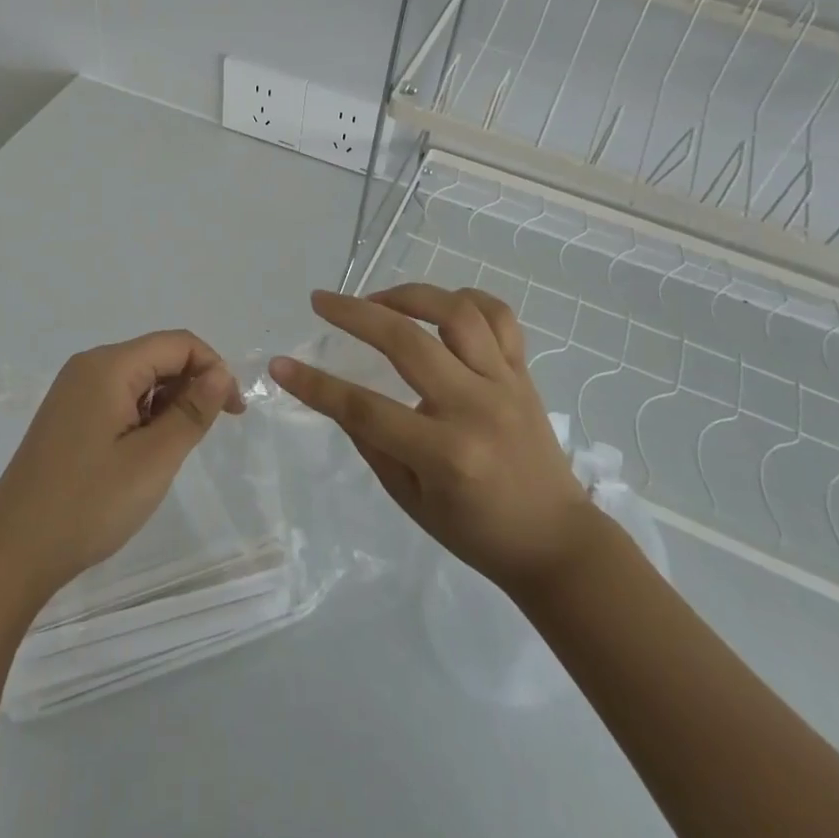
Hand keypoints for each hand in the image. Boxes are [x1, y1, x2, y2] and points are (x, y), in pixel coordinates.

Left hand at [0, 331, 243, 603]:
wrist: (11, 551)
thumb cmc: (89, 503)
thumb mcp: (154, 459)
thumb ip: (192, 410)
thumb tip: (220, 372)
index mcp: (108, 365)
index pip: (178, 343)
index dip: (213, 368)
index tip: (233, 413)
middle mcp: (89, 366)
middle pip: (157, 356)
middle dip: (190, 386)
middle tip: (202, 437)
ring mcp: (73, 391)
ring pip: (138, 379)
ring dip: (166, 405)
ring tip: (168, 453)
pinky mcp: (67, 416)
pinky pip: (117, 398)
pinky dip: (142, 417)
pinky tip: (141, 455)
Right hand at [270, 284, 592, 588]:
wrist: (557, 542)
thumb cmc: (477, 532)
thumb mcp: (411, 500)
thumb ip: (373, 444)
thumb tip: (339, 398)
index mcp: (445, 453)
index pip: (365, 409)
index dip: (316, 386)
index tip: (281, 365)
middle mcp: (476, 407)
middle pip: (407, 343)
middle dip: (355, 314)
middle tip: (322, 301)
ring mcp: (505, 384)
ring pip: (456, 313)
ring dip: (408, 295)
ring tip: (377, 299)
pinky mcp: (524, 373)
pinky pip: (499, 317)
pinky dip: (465, 299)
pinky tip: (437, 304)